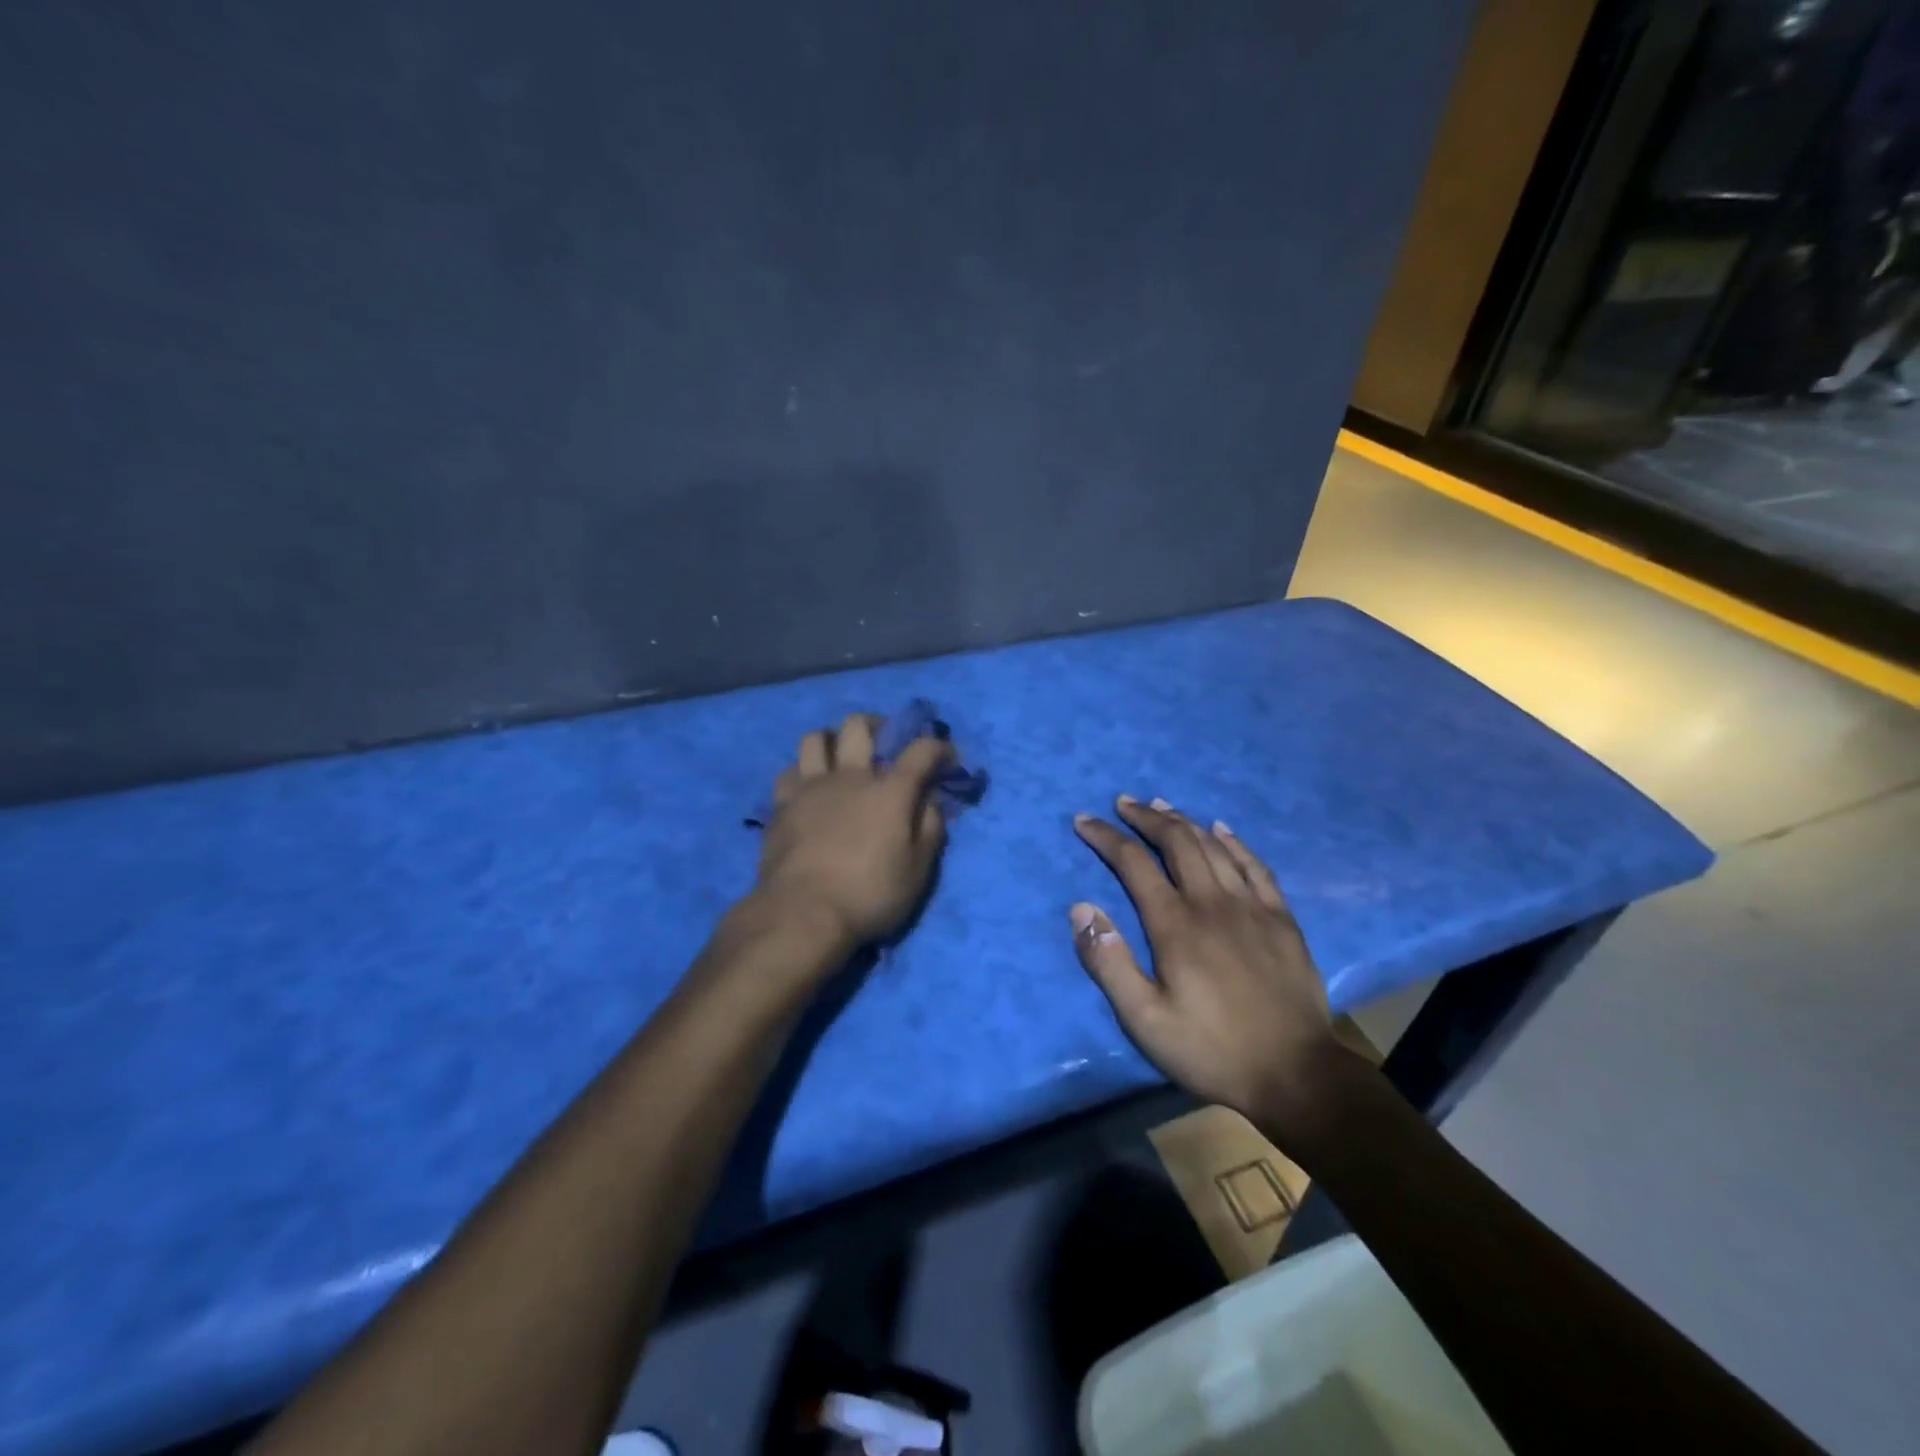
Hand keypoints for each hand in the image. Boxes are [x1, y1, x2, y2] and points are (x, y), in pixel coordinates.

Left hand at [753, 713, 955, 953]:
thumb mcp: (918, 869)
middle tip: (883, 742)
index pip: (921, 750)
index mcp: (890, 790)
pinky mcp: (782, 805)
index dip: (939, 748)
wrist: (803, 913)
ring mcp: (811, 787)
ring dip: (831, 740)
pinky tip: (809, 787)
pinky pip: (789, 771)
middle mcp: (850, 776)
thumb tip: (930, 800)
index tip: (947, 758)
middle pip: (858, 726)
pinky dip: (803, 772)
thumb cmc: (869, 894)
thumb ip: (929, 828)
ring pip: (815, 738)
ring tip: (839, 757)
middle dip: (877, 725)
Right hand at [1070, 796, 1346, 1124]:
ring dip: (1183, 821)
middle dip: (1145, 818)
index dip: (1106, 837)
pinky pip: (1256, 866)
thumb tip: (1080, 907)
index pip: (1133, 863)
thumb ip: (1109, 962)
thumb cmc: (1211, 1049)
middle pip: (1176, 842)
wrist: (1297, 1075)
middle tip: (1123, 802)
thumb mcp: (1145, 1019)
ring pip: (1213, 847)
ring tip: (1162, 805)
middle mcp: (1212, 903)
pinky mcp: (1282, 919)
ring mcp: (1253, 907)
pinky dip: (1234, 842)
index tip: (1084, 820)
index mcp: (1176, 925)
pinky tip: (1222, 830)